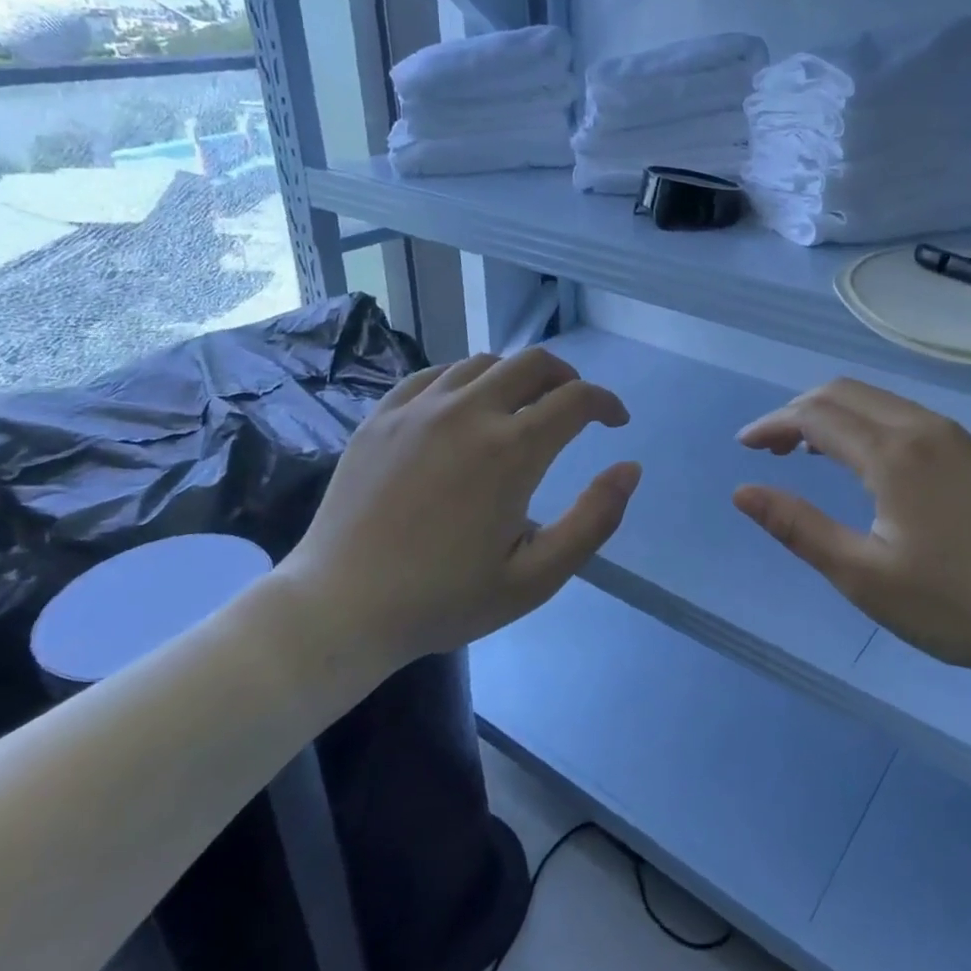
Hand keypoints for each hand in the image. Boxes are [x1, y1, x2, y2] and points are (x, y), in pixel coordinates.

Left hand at [273, 348, 640, 670]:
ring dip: (516, 377)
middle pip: (532, 364)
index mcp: (511, 450)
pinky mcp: (381, 416)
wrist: (341, 607)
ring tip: (520, 409)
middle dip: (566, 378)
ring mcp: (418, 408)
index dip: (606, 403)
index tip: (615, 421)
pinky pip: (433, 375)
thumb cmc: (444, 598)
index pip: (576, 400)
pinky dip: (463, 380)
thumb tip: (629, 468)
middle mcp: (468, 412)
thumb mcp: (536, 577)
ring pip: (482, 363)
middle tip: (574, 408)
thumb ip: (593, 520)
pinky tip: (462, 408)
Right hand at [732, 378, 970, 678]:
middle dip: (798, 411)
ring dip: (834, 416)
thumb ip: (798, 527)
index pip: (814, 415)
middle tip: (770, 449)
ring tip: (808, 453)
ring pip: (880, 402)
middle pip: (845, 393)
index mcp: (893, 454)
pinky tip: (869, 465)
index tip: (744, 446)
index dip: (772, 424)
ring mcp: (958, 437)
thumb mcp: (863, 576)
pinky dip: (870, 425)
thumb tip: (742, 492)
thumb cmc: (956, 605)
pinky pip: (908, 417)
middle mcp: (924, 428)